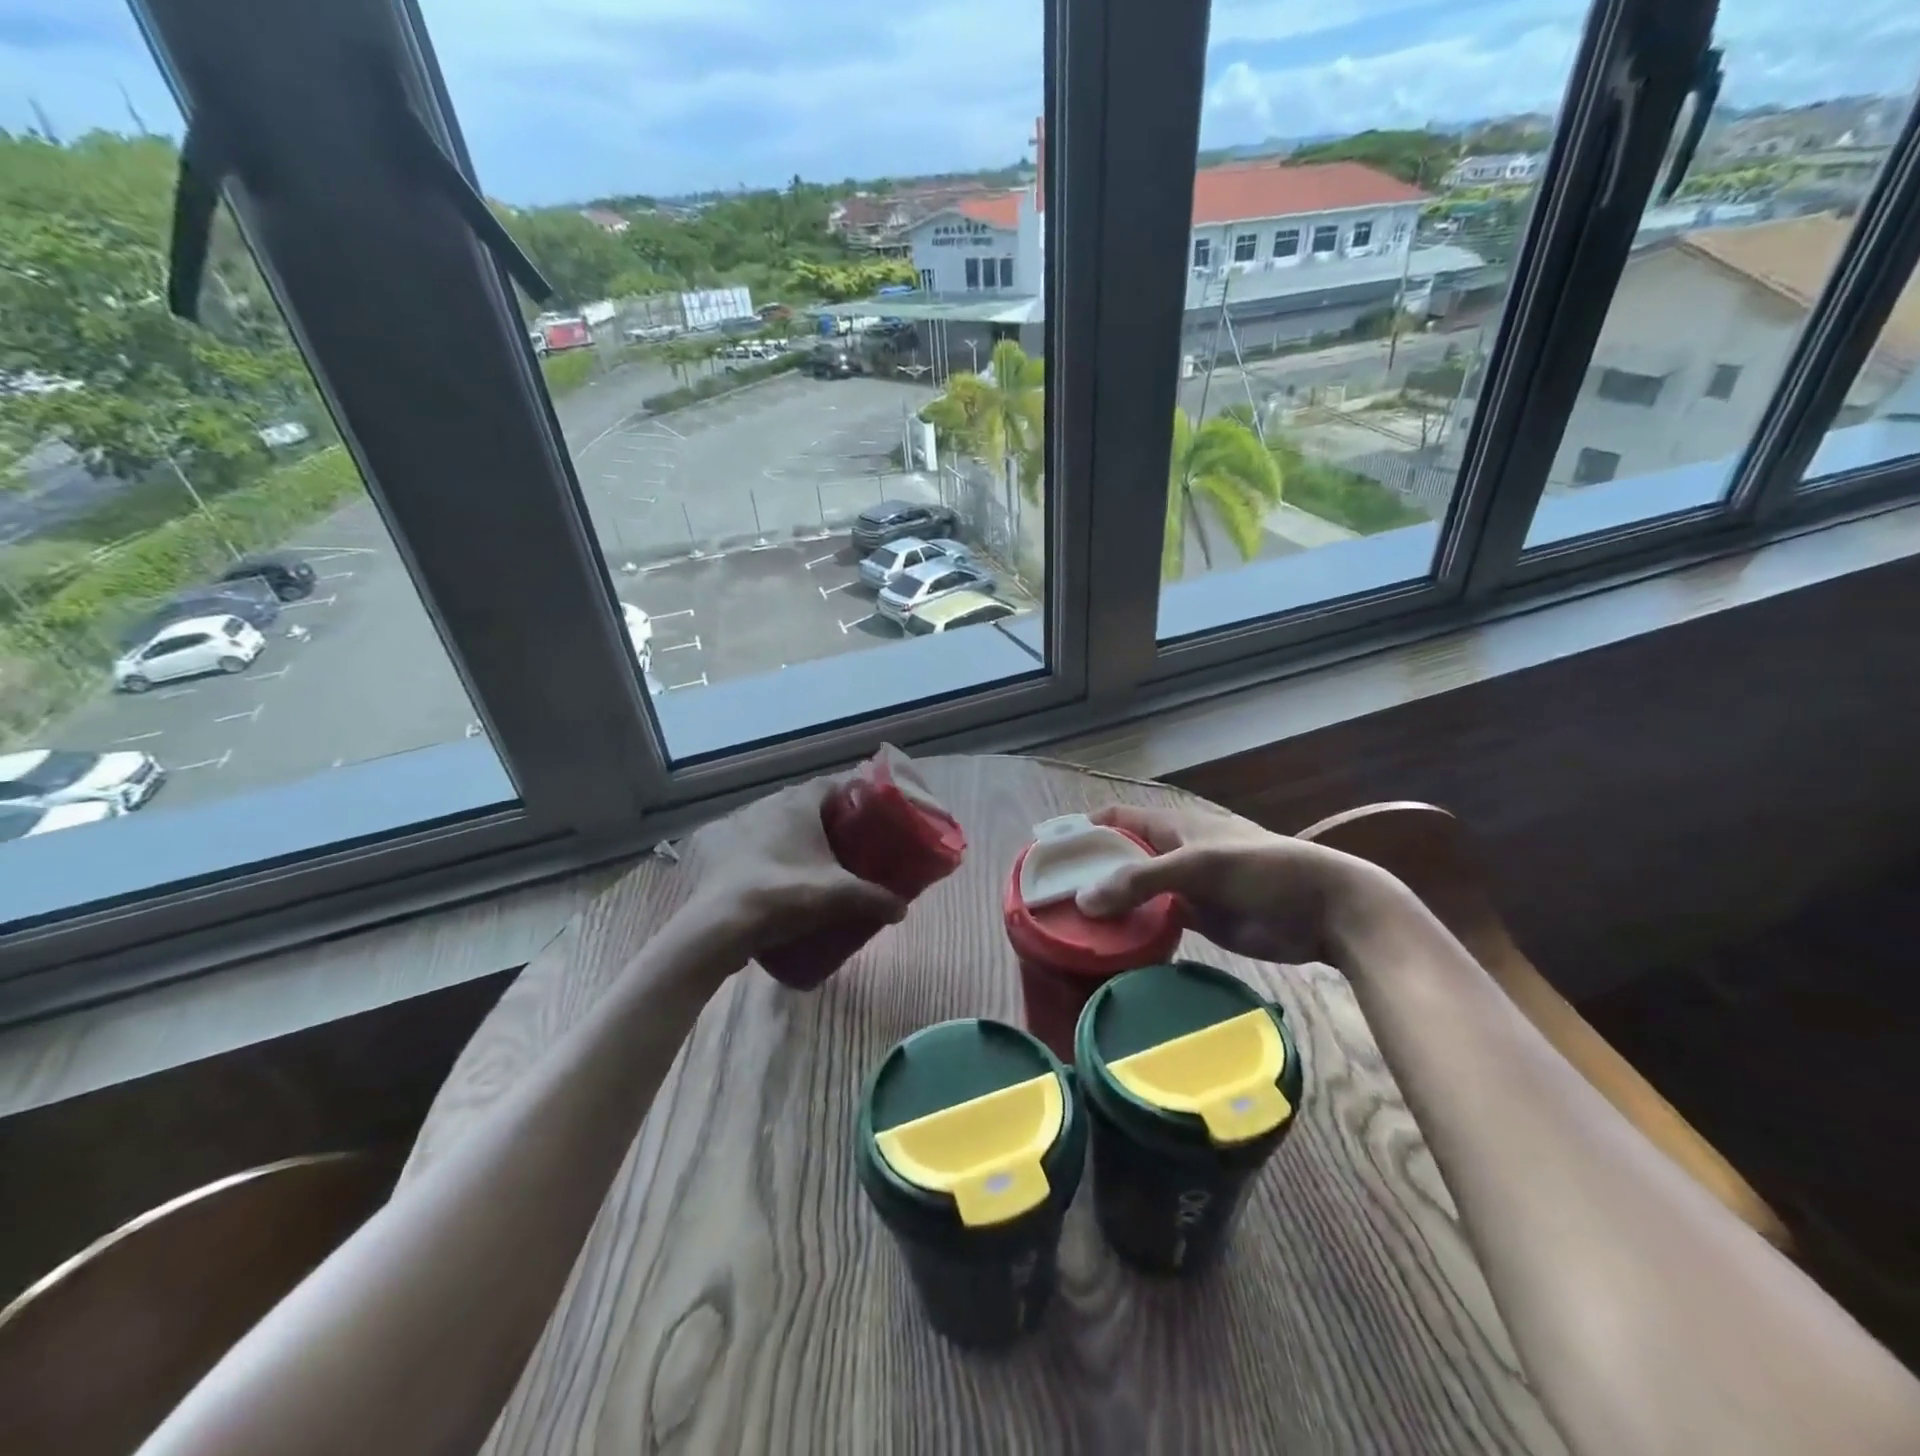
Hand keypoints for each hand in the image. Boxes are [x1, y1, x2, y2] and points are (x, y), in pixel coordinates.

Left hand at [677, 775, 908, 970]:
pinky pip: (755, 844)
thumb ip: (876, 898)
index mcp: (799, 802)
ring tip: (816, 863)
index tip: (869, 818)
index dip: (853, 797)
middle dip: (827, 820)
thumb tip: (902, 908)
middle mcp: (769, 804)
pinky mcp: (721, 850)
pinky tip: (780, 878)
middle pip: (806, 803)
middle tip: (848, 844)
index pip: (833, 784)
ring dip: (796, 837)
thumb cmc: (785, 894)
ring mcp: (740, 826)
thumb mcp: (839, 896)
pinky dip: (770, 854)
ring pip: (778, 823)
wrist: (721, 925)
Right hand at [1076, 803, 1393, 966]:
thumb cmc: (1264, 870)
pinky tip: (1112, 944)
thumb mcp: (1200, 866)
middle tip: (1053, 898)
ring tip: (1073, 926)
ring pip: (1136, 892)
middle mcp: (1173, 852)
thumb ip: (1141, 880)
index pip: (1116, 819)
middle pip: (1121, 858)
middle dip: (1091, 872)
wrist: (1326, 909)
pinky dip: (1135, 929)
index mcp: (1173, 825)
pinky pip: (1156, 920)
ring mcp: (1186, 887)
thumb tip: (1083, 900)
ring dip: (1111, 905)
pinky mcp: (1199, 918)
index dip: (1083, 830)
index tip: (1049, 853)